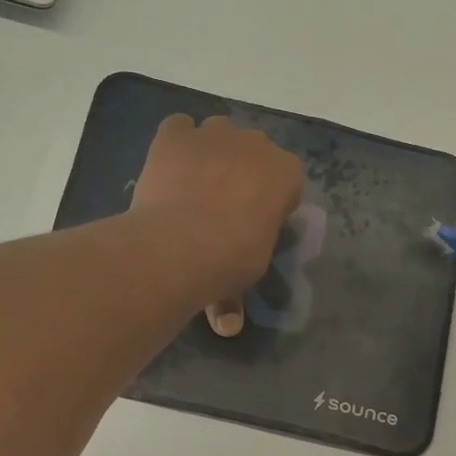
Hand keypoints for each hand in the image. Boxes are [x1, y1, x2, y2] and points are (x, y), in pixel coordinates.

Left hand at [129, 115, 303, 335]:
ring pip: (217, 132)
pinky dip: (176, 143)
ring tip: (193, 185)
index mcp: (286, 174)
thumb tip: (226, 327)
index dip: (269, 200)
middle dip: (242, 171)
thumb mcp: (245, 276)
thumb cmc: (229, 261)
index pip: (286, 180)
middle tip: (222, 205)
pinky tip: (168, 167)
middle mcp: (256, 144)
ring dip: (210, 152)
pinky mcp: (175, 135)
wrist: (181, 245)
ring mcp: (214, 134)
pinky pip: (179, 128)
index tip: (254, 223)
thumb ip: (236, 296)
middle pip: (253, 151)